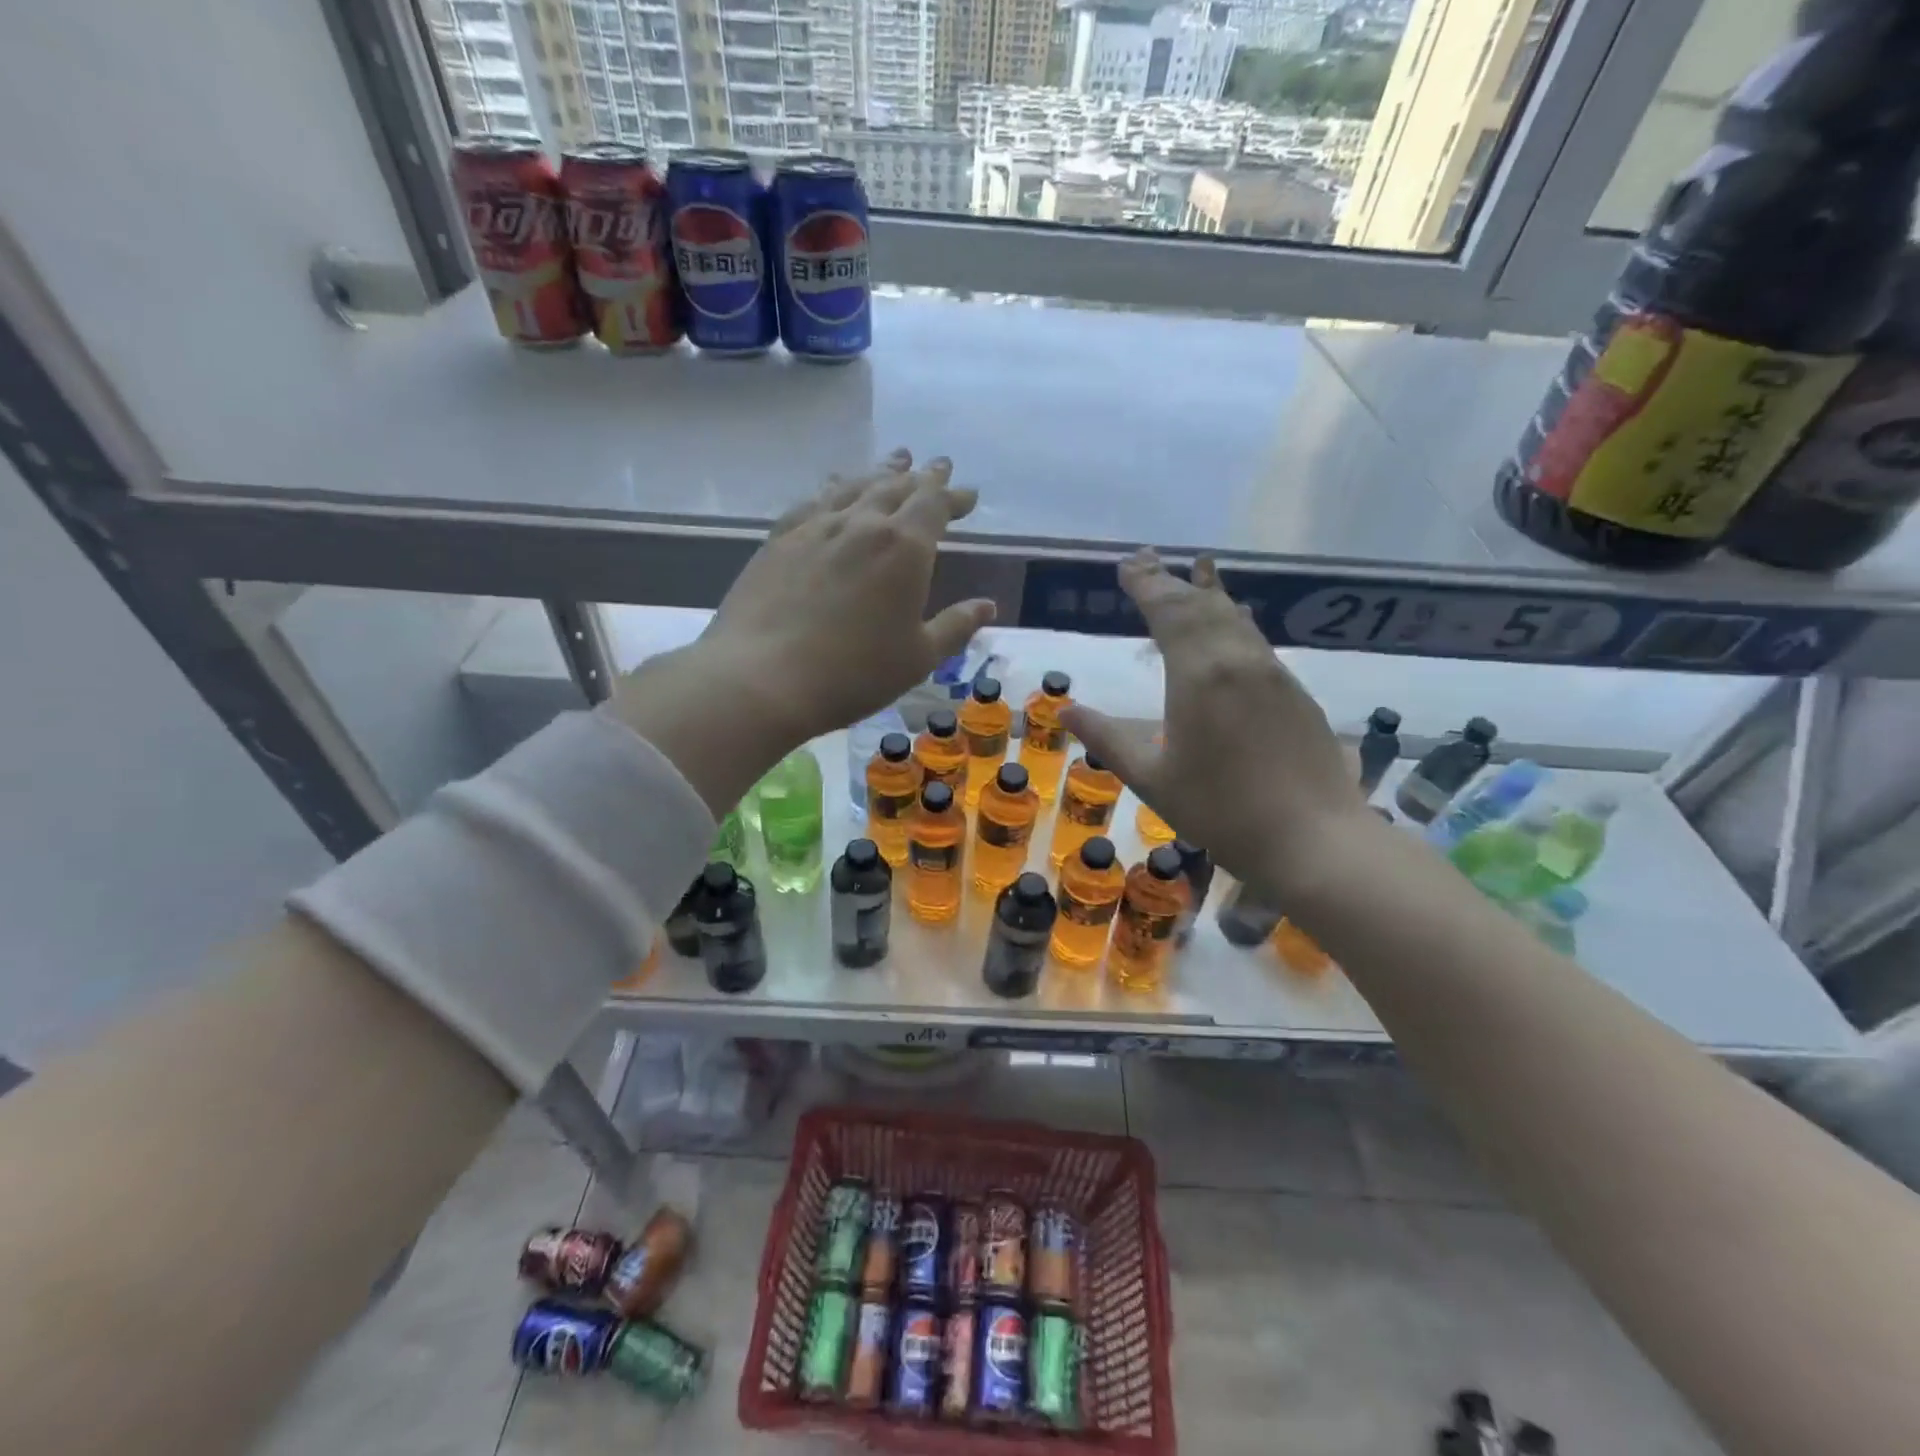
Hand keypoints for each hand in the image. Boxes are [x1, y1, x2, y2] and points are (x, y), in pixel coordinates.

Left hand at [700, 449, 995, 739]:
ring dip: (880, 473)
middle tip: (937, 467)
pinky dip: (833, 488)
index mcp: (904, 548)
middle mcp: (862, 524)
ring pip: (855, 486)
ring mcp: (816, 527)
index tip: (967, 494)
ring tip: (895, 463)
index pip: (935, 505)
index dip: (953, 496)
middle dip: (923, 477)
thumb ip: (955, 627)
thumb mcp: (918, 658)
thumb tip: (987, 606)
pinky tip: (834, 489)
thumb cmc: (854, 673)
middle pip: (897, 486)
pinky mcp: (780, 539)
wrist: (763, 678)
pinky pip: (814, 500)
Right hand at [1060, 550, 1369, 898]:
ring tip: (1196, 570)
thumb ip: (1108, 739)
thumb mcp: (1152, 779)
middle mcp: (1237, 660)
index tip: (1126, 564)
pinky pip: (1256, 639)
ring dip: (1208, 593)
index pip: (1167, 612)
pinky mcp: (1294, 692)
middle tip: (1147, 558)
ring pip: (1234, 618)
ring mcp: (1271, 673)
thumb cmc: (1221, 811)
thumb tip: (1066, 710)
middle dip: (1170, 580)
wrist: (1313, 839)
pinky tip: (1236, 620)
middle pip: (1201, 605)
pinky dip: (1235, 620)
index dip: (1145, 584)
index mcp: (1198, 675)